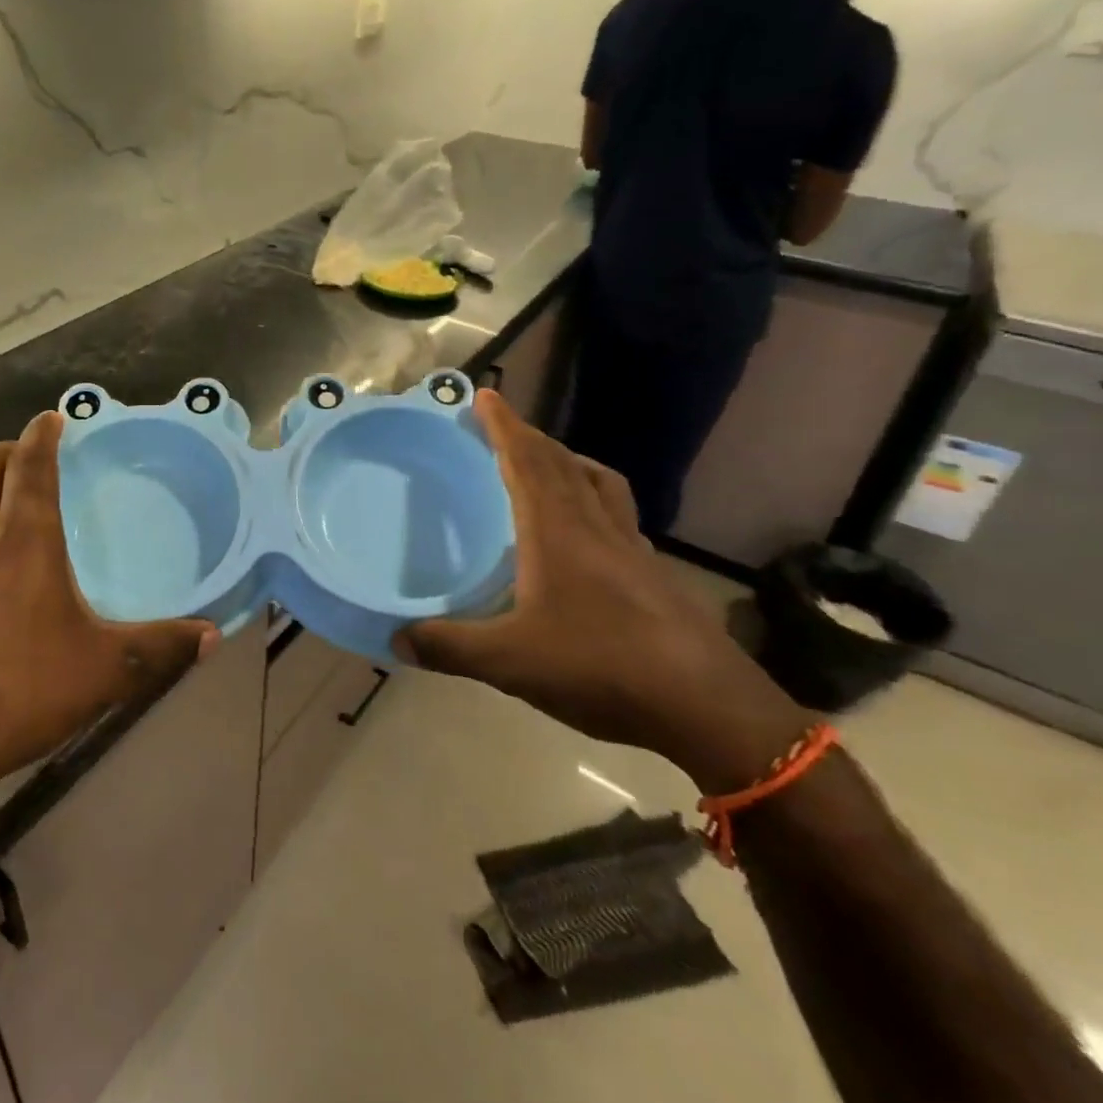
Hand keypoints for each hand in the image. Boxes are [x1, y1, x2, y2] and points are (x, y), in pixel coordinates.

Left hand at [0, 411, 216, 797]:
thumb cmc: (18, 692)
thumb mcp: (104, 671)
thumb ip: (161, 648)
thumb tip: (213, 635)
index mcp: (22, 538)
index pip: (31, 463)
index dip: (42, 433)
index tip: (52, 418)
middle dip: (4, 450)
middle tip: (27, 458)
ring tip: (2, 514)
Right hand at [397, 391, 807, 792]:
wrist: (707, 706)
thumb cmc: (600, 667)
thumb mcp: (510, 662)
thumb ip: (449, 647)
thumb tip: (395, 639)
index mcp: (557, 532)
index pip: (527, 462)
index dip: (504, 427)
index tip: (486, 396)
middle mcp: (596, 527)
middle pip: (562, 463)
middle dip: (529, 437)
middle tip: (502, 425)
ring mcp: (632, 548)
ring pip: (599, 483)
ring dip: (568, 460)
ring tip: (548, 462)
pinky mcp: (654, 573)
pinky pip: (618, 514)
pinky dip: (595, 498)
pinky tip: (588, 532)